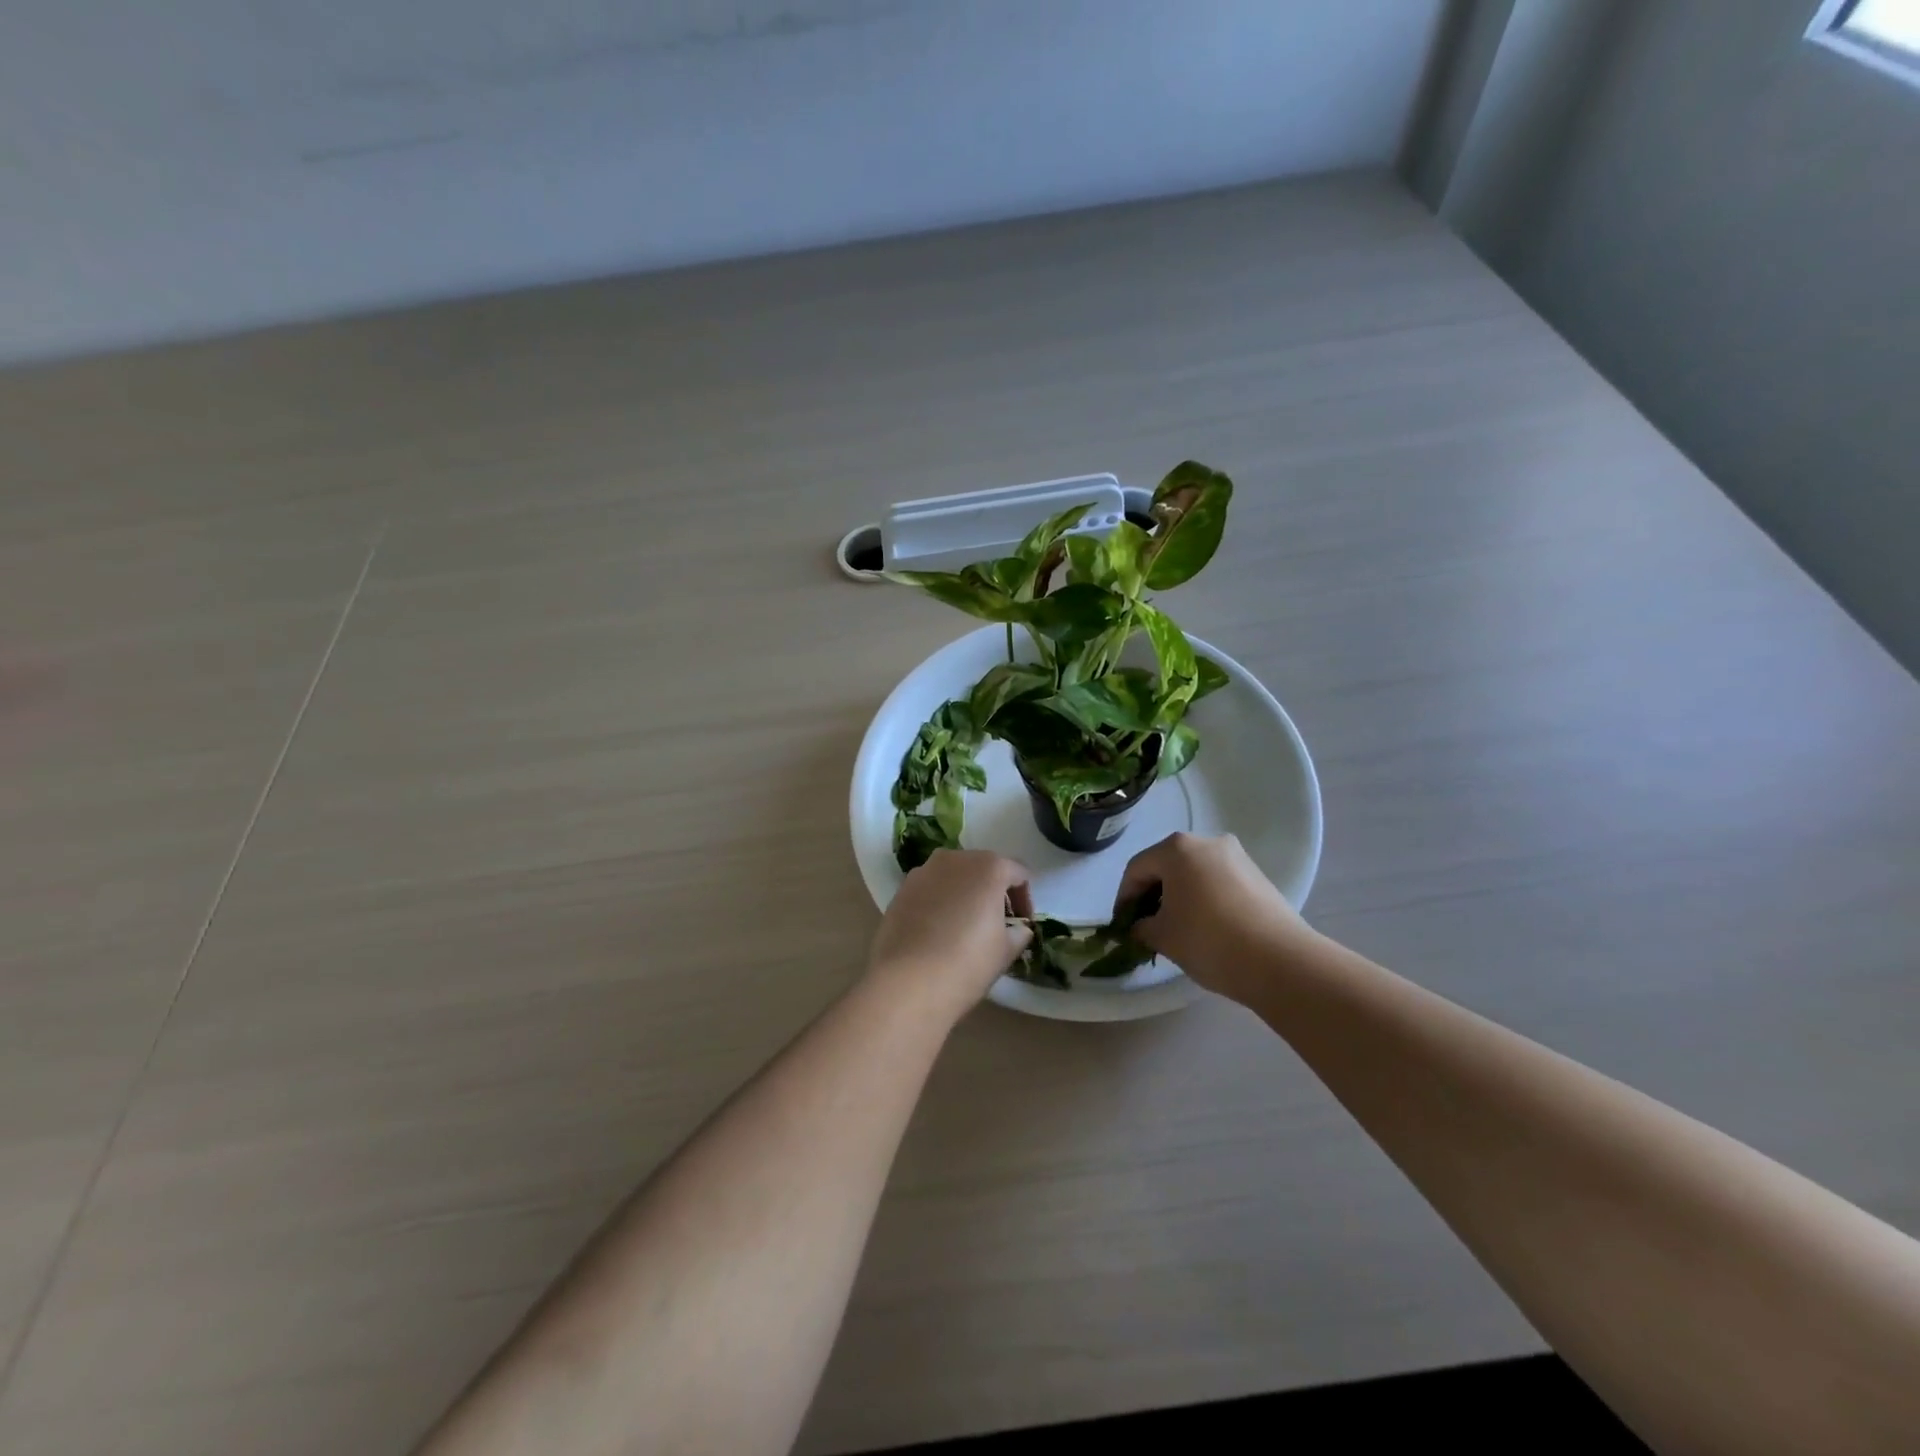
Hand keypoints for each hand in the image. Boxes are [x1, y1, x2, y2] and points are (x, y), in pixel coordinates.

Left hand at [866, 850, 1034, 1024]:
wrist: (907, 982)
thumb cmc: (967, 962)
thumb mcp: (1005, 951)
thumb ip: (1018, 933)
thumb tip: (1019, 929)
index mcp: (989, 867)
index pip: (1018, 873)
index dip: (1025, 898)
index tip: (1022, 924)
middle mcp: (955, 858)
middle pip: (983, 868)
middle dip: (993, 892)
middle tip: (997, 923)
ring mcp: (923, 871)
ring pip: (953, 876)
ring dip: (964, 894)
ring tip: (965, 926)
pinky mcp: (901, 890)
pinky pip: (930, 889)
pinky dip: (939, 902)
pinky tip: (938, 932)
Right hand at [1113, 832, 1311, 1002]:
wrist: (1281, 961)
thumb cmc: (1209, 940)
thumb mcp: (1163, 937)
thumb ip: (1141, 927)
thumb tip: (1140, 926)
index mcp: (1177, 848)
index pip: (1137, 869)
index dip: (1124, 898)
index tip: (1122, 925)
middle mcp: (1207, 842)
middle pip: (1166, 866)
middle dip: (1152, 895)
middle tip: (1146, 926)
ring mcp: (1237, 857)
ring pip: (1193, 873)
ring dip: (1178, 897)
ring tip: (1176, 929)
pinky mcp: (1258, 876)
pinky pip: (1217, 882)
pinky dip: (1203, 899)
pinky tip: (1204, 928)